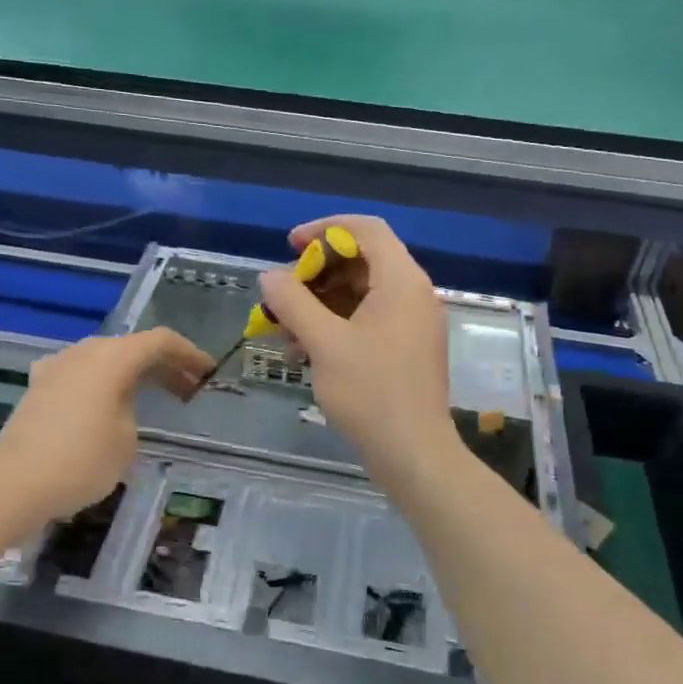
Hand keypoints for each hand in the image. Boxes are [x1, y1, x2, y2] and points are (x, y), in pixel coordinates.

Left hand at [0, 328, 212, 520]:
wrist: (13, 484)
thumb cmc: (81, 461)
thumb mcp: (126, 439)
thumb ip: (132, 410)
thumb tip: (120, 406)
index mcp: (112, 357)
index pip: (160, 341)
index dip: (189, 354)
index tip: (208, 373)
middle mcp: (84, 352)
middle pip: (132, 348)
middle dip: (163, 366)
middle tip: (188, 390)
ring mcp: (57, 367)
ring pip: (105, 360)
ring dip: (132, 374)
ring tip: (152, 397)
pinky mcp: (39, 388)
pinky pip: (81, 375)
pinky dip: (102, 384)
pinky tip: (103, 402)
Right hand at [258, 215, 458, 476]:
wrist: (413, 453)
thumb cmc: (370, 393)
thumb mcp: (324, 343)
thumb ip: (293, 303)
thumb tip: (269, 276)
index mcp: (401, 281)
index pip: (366, 229)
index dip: (324, 230)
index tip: (290, 247)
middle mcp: (412, 294)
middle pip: (361, 261)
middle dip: (316, 274)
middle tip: (283, 296)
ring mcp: (412, 323)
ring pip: (361, 294)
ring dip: (320, 304)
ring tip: (286, 331)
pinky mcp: (407, 348)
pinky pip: (368, 320)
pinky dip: (336, 326)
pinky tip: (305, 352)